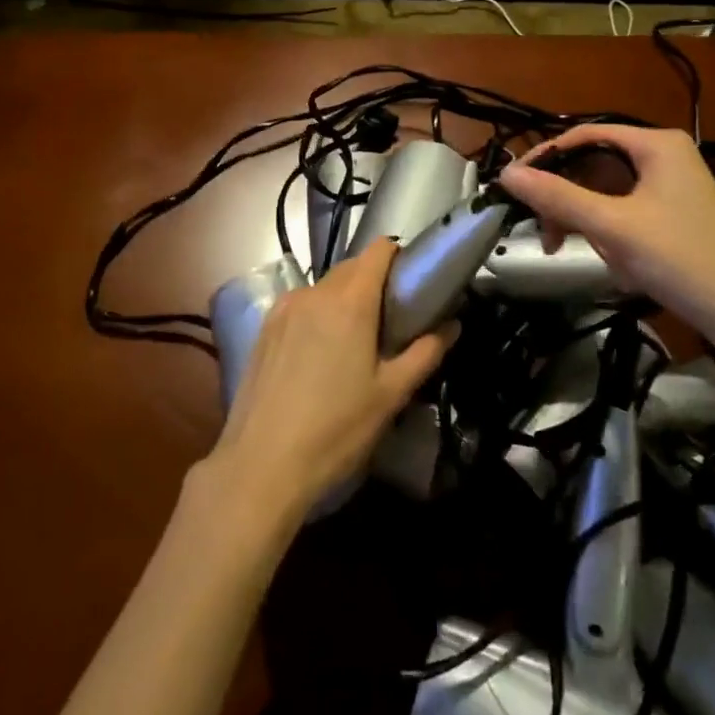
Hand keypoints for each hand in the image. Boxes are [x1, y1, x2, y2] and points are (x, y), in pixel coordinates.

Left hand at [202, 239, 455, 529]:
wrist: (262, 464)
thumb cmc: (336, 429)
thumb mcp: (390, 395)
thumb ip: (424, 353)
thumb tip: (452, 325)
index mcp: (350, 301)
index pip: (378, 250)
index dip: (398, 256)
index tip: (411, 282)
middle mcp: (315, 292)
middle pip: (352, 267)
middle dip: (374, 280)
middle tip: (392, 317)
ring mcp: (284, 308)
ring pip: (324, 287)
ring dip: (345, 299)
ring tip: (356, 339)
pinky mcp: (264, 328)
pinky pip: (301, 305)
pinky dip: (318, 314)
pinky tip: (320, 354)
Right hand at [498, 124, 714, 347]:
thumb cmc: (682, 261)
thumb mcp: (612, 227)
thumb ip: (557, 197)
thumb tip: (506, 175)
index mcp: (656, 144)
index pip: (583, 135)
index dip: (545, 157)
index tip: (513, 187)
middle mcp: (664, 156)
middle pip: (593, 164)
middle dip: (567, 199)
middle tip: (546, 233)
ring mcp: (671, 187)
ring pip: (606, 192)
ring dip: (587, 221)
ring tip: (583, 253)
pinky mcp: (674, 215)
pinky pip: (624, 212)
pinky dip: (610, 234)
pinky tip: (616, 264)